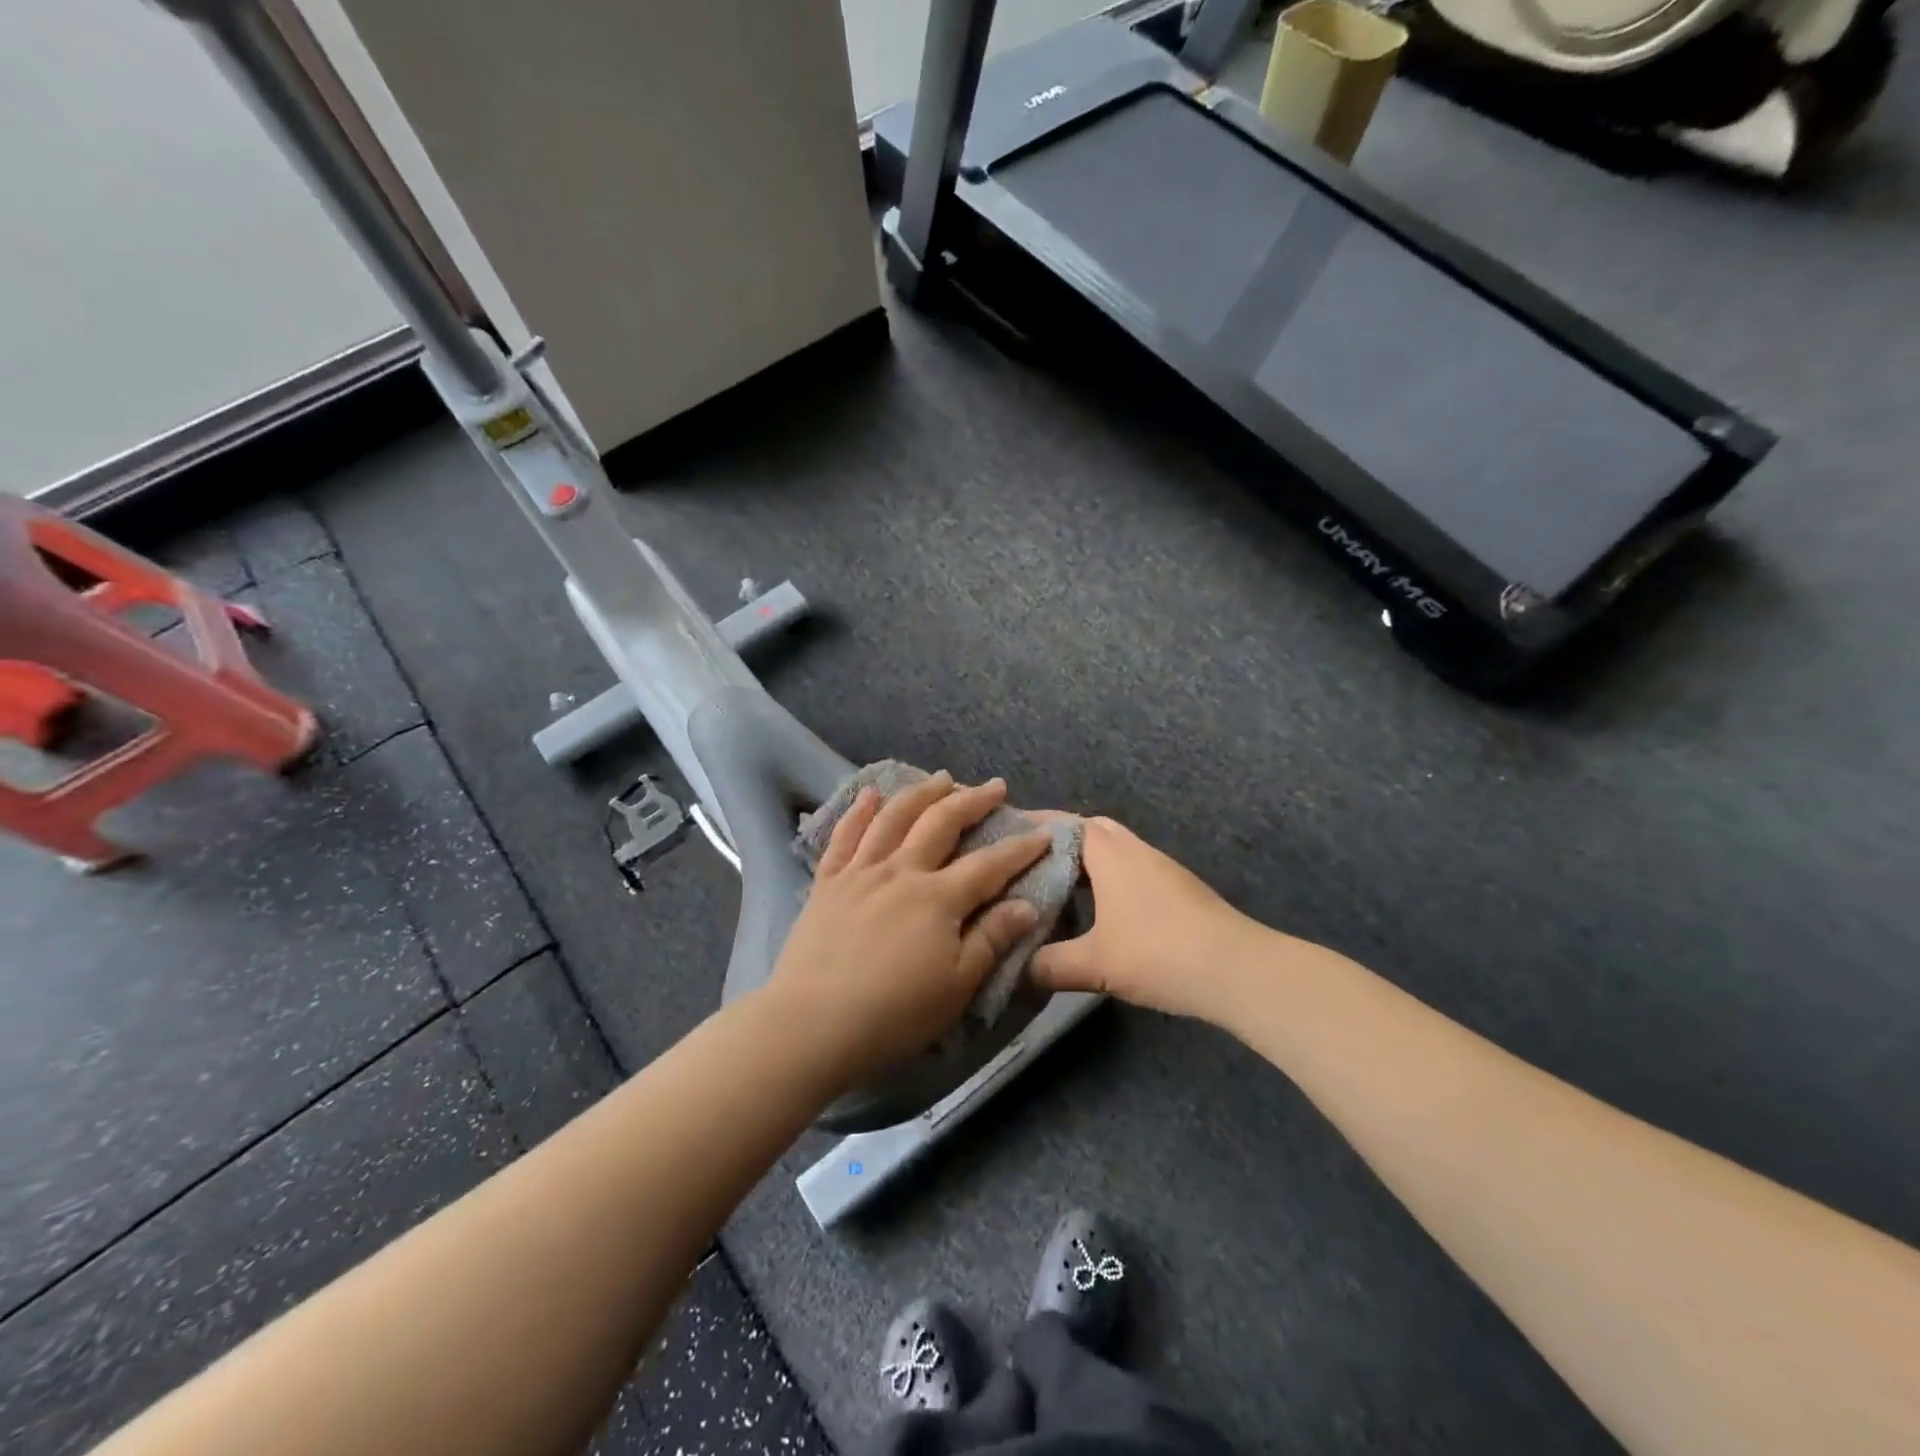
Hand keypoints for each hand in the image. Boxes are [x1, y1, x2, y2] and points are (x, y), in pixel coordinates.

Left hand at [766, 771, 1051, 1088]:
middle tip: (994, 786)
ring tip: (942, 779)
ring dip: (922, 793)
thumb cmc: (895, 1012)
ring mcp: (861, 872)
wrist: (813, 1023)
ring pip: (895, 818)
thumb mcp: (958, 985)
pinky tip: (870, 794)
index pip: (989, 865)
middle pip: (941, 823)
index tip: (1043, 834)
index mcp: (938, 898)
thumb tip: (1028, 905)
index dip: (1019, 849)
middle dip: (972, 801)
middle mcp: (901, 871)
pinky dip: (859, 811)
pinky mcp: (828, 882)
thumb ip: (992, 938)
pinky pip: (844, 836)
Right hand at [1031, 816, 1259, 1022]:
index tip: (1005, 834)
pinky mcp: (1177, 889)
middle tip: (1029, 861)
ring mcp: (1161, 867)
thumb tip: (1016, 970)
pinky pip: (1131, 869)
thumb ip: (1050, 965)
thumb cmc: (1159, 953)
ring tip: (1056, 885)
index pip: (1065, 823)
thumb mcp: (1095, 964)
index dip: (1034, 826)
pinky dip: (1107, 878)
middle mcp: (1135, 850)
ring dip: (1087, 861)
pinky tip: (1099, 910)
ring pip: (1115, 850)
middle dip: (1060, 840)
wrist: (1237, 970)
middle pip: (1092, 829)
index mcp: (1110, 853)